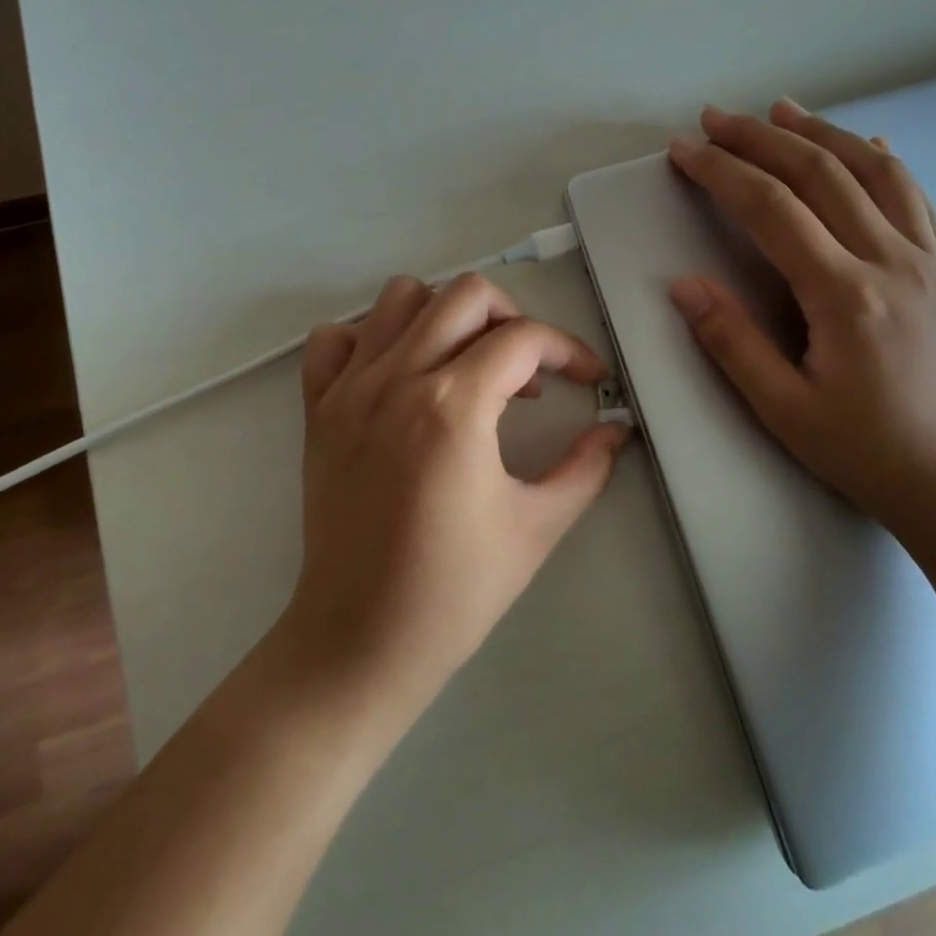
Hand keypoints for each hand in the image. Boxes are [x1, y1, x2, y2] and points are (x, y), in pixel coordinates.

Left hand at [285, 273, 630, 707]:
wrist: (359, 639)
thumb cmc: (455, 590)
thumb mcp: (537, 528)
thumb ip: (586, 468)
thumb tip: (617, 431)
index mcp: (454, 405)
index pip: (524, 339)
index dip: (570, 350)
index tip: (588, 380)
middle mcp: (398, 379)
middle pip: (465, 295)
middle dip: (512, 317)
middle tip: (527, 367)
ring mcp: (350, 389)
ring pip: (400, 297)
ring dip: (444, 316)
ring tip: (465, 363)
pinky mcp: (318, 409)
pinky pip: (334, 339)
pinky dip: (370, 337)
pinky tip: (396, 374)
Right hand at [666, 100, 935, 553]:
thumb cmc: (870, 455)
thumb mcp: (784, 410)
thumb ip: (731, 342)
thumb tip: (684, 285)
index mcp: (846, 294)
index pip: (771, 208)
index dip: (721, 172)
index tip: (683, 151)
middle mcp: (893, 261)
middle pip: (821, 173)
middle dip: (760, 138)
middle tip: (715, 118)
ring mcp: (931, 262)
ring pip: (875, 172)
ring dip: (823, 133)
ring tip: (783, 111)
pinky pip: (918, 200)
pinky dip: (885, 162)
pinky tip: (869, 145)